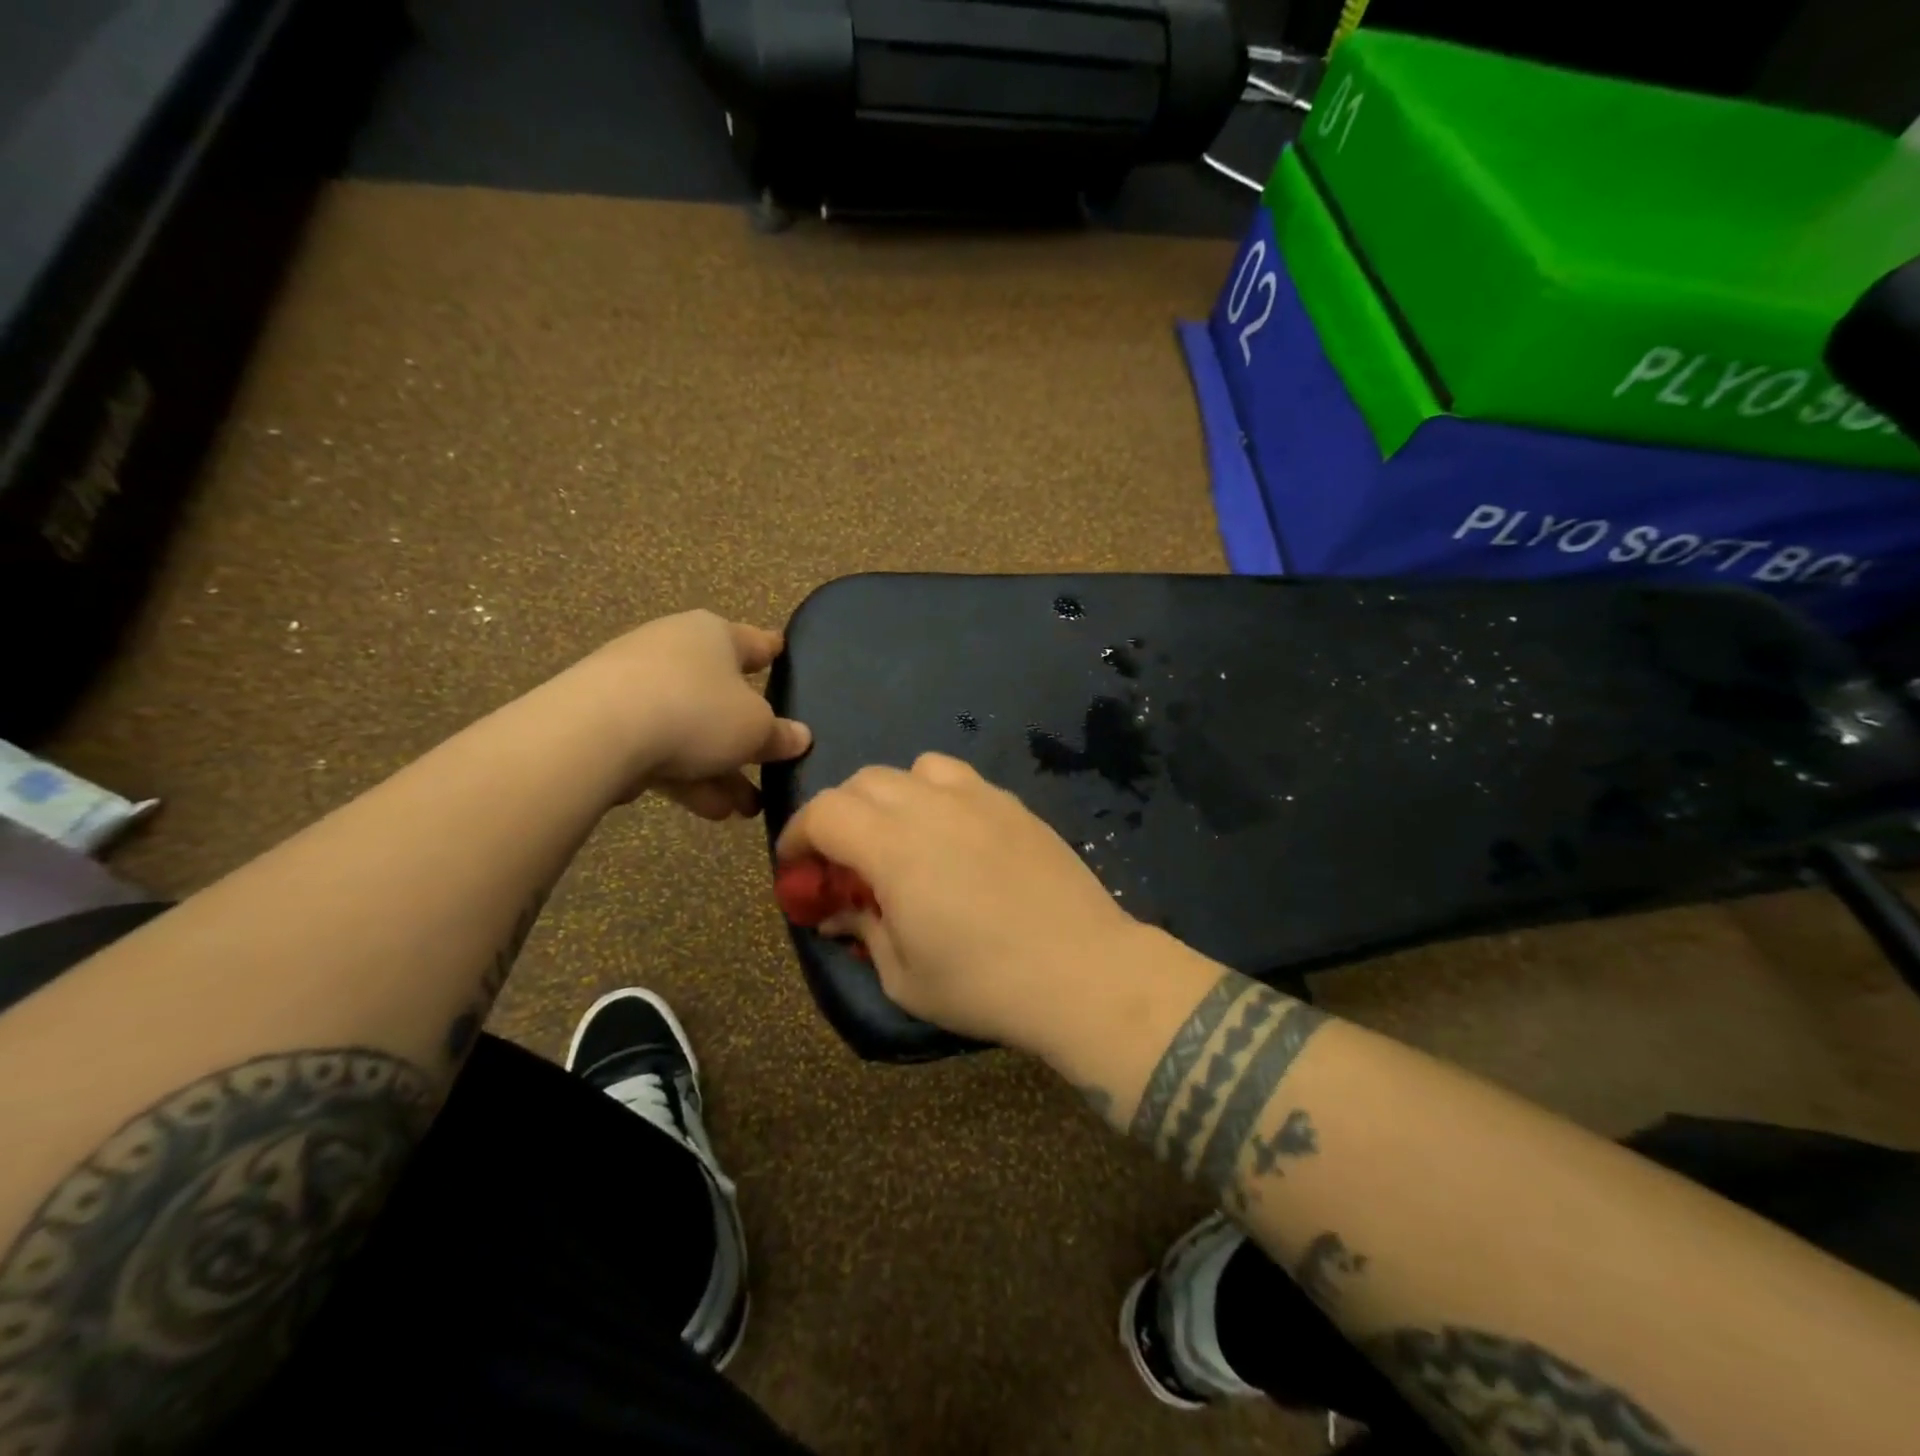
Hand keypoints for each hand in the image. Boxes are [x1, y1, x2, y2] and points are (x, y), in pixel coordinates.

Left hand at [564, 610, 811, 817]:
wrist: (597, 732)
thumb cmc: (696, 711)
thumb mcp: (755, 728)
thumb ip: (779, 734)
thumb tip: (800, 736)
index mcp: (713, 635)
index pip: (754, 642)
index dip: (773, 652)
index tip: (783, 654)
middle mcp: (674, 651)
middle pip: (721, 696)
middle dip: (747, 741)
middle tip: (771, 770)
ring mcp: (636, 686)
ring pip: (691, 730)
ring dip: (720, 771)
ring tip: (744, 810)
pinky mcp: (608, 722)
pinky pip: (660, 749)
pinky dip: (687, 777)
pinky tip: (710, 811)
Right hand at [773, 753, 1140, 1052]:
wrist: (1083, 971)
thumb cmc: (985, 984)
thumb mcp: (904, 976)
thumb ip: (863, 930)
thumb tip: (839, 911)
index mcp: (895, 847)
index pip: (824, 812)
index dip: (798, 835)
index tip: (797, 867)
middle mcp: (932, 806)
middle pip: (864, 781)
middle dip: (839, 814)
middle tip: (844, 859)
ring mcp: (979, 798)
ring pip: (913, 769)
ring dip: (890, 796)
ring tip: (900, 836)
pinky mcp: (1014, 805)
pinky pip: (959, 778)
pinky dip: (936, 793)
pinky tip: (952, 834)